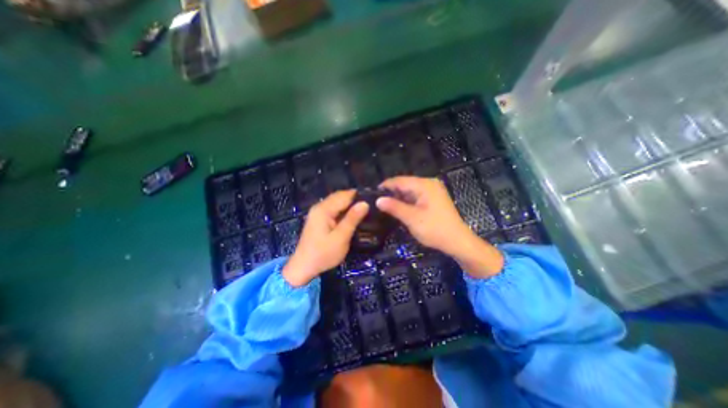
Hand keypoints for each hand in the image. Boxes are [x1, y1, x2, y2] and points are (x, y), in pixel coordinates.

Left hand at [279, 190, 366, 286]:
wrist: (303, 267)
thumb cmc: (323, 254)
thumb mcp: (341, 238)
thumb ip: (352, 219)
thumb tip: (365, 203)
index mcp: (323, 209)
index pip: (344, 195)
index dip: (359, 196)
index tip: (373, 201)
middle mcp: (319, 206)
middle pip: (340, 197)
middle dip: (354, 200)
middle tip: (370, 207)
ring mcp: (318, 212)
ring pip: (337, 202)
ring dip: (349, 205)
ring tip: (364, 211)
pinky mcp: (319, 219)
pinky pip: (333, 209)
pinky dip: (343, 211)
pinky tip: (351, 217)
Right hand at [371, 177, 503, 278]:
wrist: (458, 242)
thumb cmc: (435, 229)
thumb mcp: (412, 218)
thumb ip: (394, 207)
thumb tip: (378, 200)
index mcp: (425, 185)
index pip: (400, 180)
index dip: (385, 186)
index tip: (372, 194)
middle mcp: (429, 184)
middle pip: (405, 184)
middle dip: (391, 192)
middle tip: (377, 202)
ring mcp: (432, 191)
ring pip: (410, 191)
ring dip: (398, 198)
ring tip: (384, 205)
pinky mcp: (433, 199)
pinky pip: (416, 196)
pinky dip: (406, 201)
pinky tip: (398, 208)